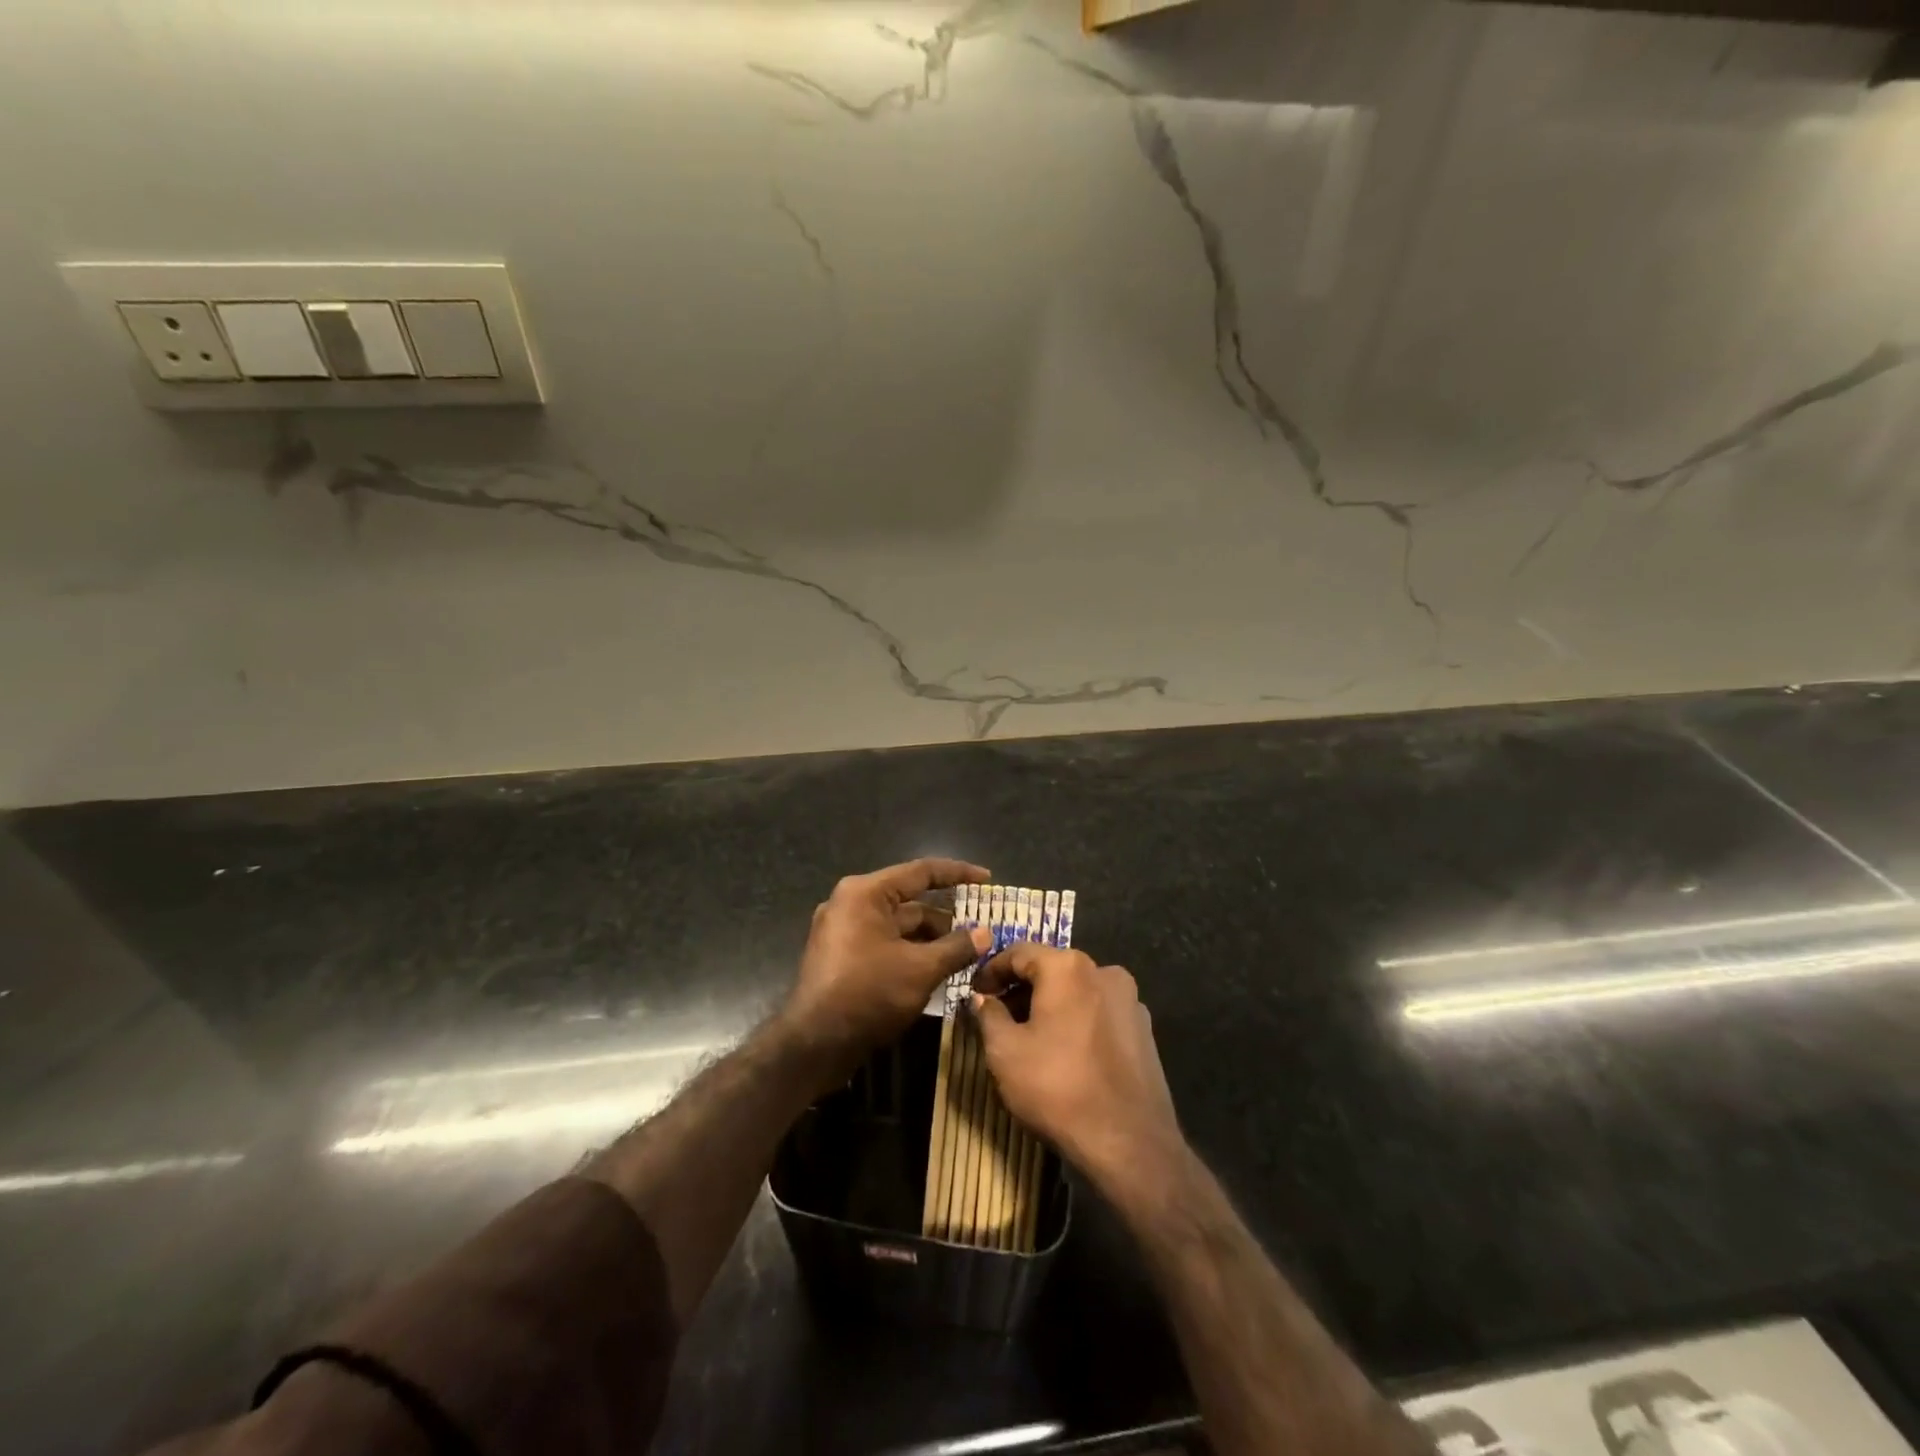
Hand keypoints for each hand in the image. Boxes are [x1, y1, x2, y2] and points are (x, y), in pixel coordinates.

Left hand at [783, 858, 992, 1066]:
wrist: (813, 1044)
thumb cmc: (868, 994)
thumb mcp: (921, 969)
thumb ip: (956, 947)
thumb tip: (985, 933)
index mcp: (866, 893)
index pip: (921, 872)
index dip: (958, 873)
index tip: (987, 878)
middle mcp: (851, 903)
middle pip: (910, 902)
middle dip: (947, 919)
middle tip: (981, 932)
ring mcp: (843, 931)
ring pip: (898, 927)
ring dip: (931, 940)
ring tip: (966, 957)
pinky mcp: (842, 957)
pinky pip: (885, 944)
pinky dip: (911, 952)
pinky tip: (937, 971)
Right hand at [972, 944, 1183, 1190]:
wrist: (1130, 1143)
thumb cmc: (1058, 1088)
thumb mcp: (1005, 1051)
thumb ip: (987, 1015)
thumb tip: (981, 998)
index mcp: (1068, 967)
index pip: (1018, 953)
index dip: (991, 970)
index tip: (974, 992)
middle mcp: (1104, 971)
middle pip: (1051, 969)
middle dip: (1020, 989)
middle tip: (996, 1016)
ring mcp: (1130, 1000)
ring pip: (1077, 991)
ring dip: (1049, 1005)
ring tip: (1028, 1036)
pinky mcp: (1144, 1030)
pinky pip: (1099, 1013)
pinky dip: (1076, 1021)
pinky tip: (1065, 1053)